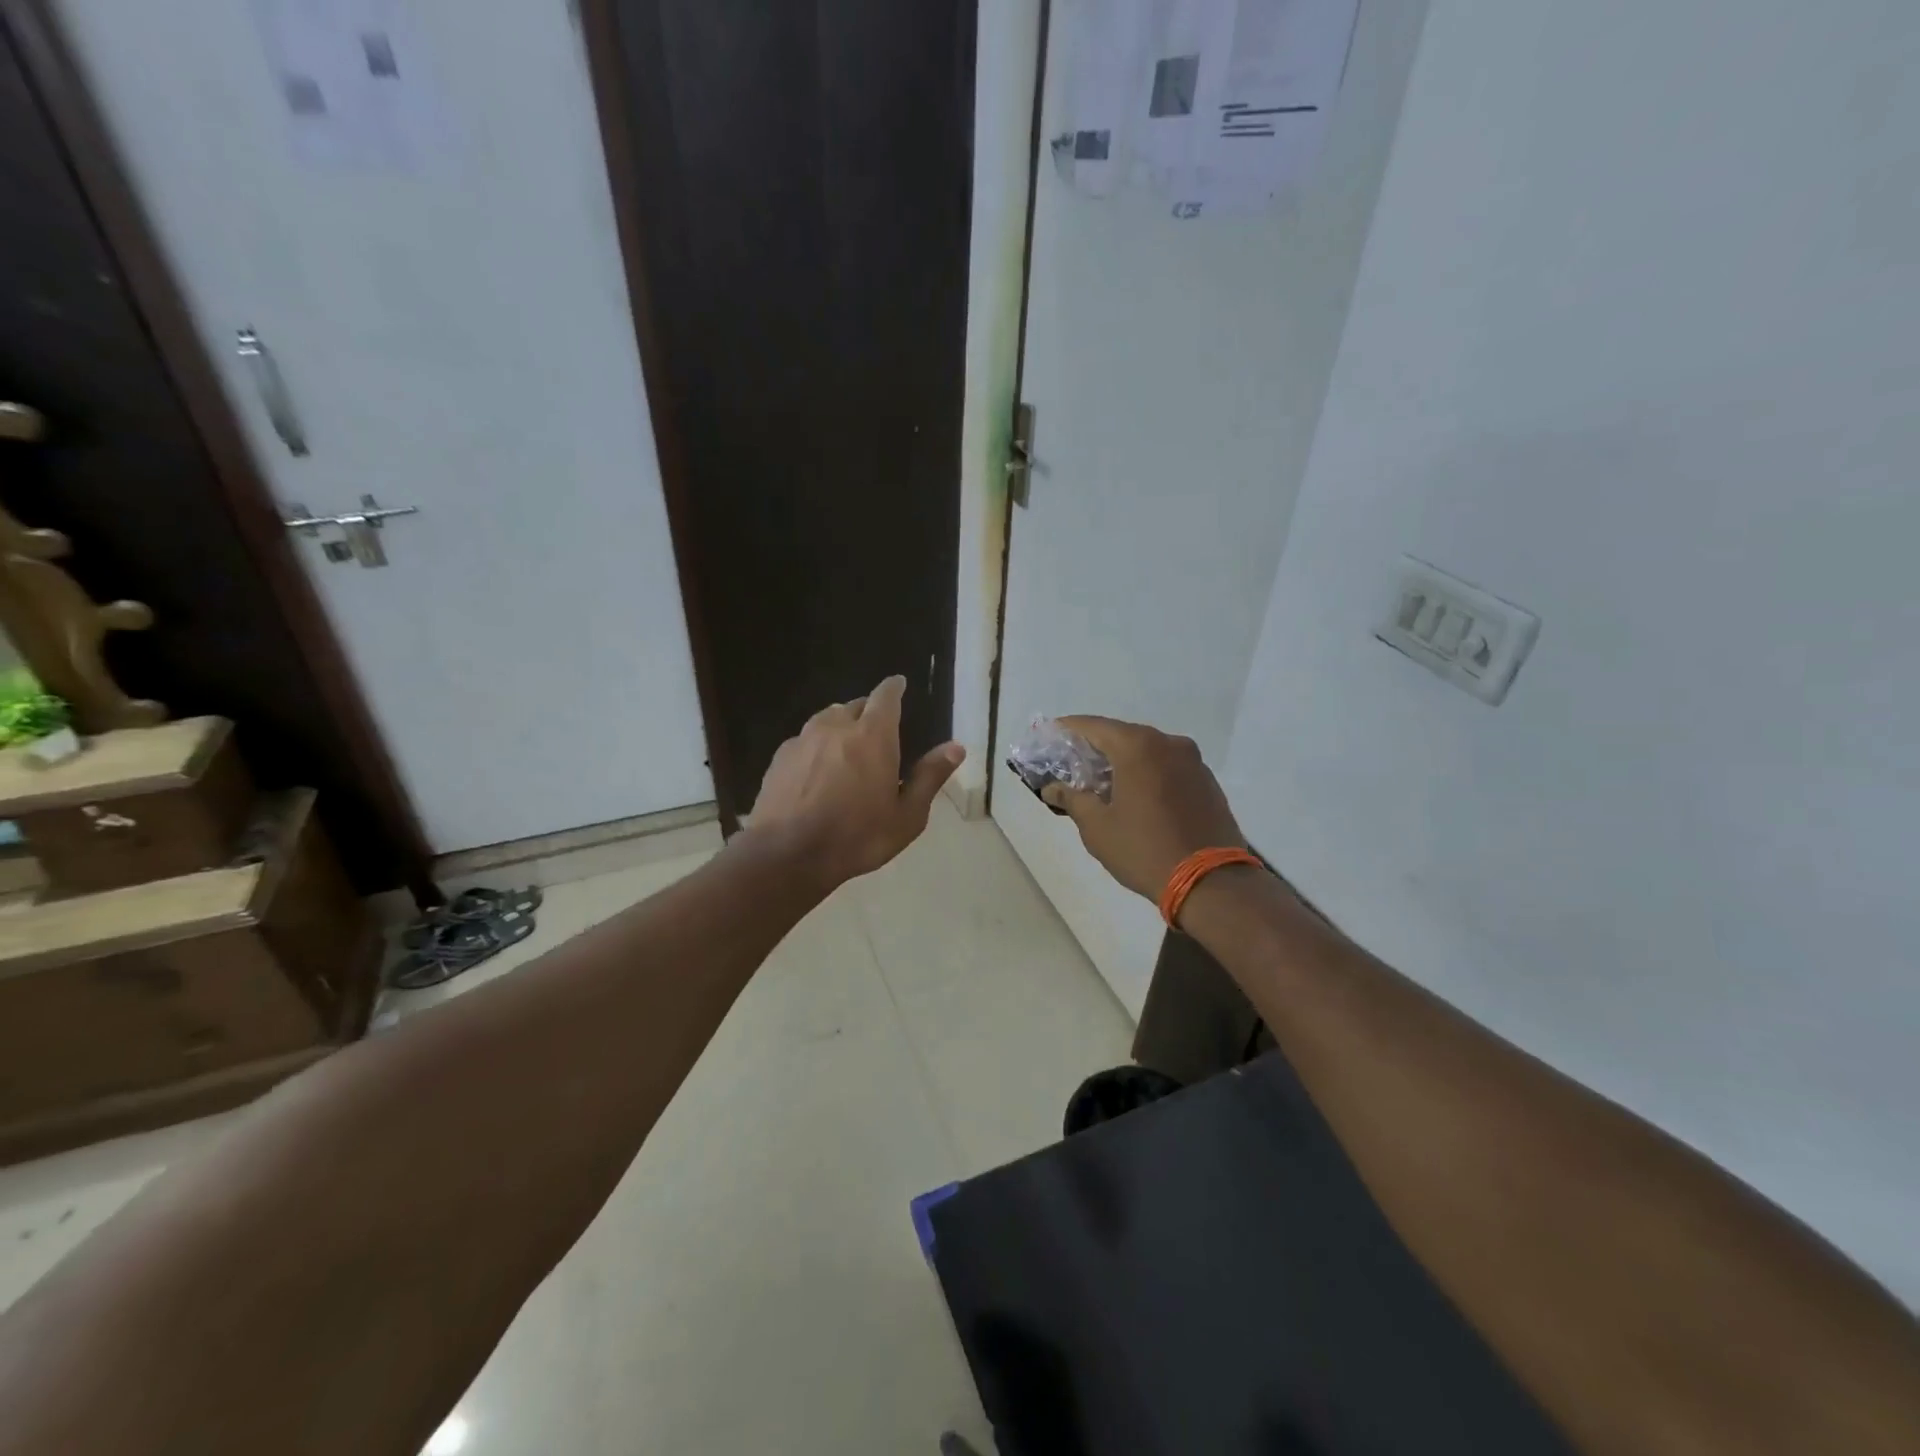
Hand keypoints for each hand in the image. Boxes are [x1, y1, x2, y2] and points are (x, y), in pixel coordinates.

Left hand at [749, 675, 964, 889]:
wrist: (787, 854)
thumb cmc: (857, 837)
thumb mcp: (907, 816)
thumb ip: (930, 777)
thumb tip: (956, 747)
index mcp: (873, 736)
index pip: (885, 697)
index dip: (894, 688)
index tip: (899, 684)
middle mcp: (836, 726)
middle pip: (856, 705)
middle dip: (869, 710)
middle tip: (879, 730)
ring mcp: (803, 739)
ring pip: (827, 719)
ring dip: (841, 725)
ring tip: (848, 747)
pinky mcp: (780, 757)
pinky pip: (805, 740)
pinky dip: (817, 746)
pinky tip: (817, 770)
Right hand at [1039, 716, 1245, 901]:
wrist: (1211, 882)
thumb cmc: (1144, 850)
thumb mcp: (1097, 828)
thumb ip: (1072, 799)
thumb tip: (1052, 788)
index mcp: (1138, 746)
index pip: (1093, 726)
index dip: (1067, 730)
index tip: (1048, 737)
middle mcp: (1168, 743)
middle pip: (1122, 736)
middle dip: (1095, 748)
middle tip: (1071, 765)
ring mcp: (1193, 761)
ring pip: (1147, 751)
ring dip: (1123, 762)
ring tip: (1102, 784)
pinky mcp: (1207, 781)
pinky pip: (1168, 767)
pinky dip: (1147, 774)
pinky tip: (1136, 797)